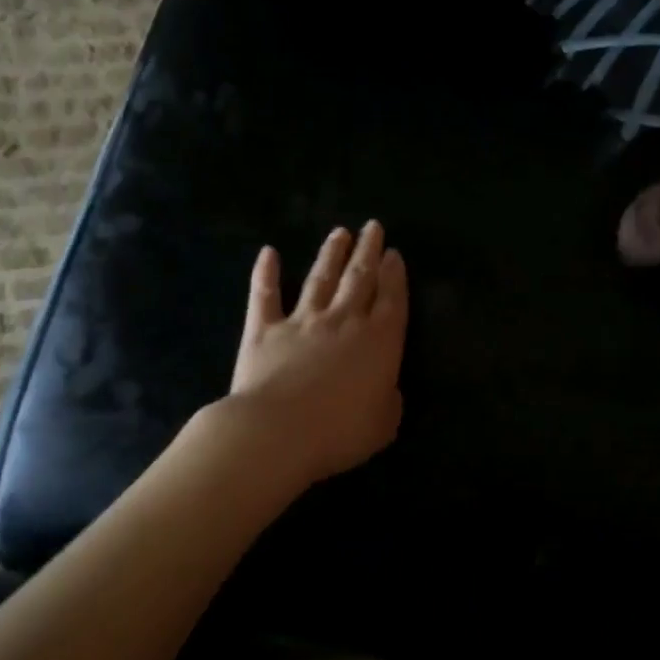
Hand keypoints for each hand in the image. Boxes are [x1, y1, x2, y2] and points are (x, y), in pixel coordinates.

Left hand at [227, 221, 407, 487]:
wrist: (278, 431)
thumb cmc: (340, 432)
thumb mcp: (384, 423)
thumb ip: (389, 400)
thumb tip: (384, 389)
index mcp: (380, 340)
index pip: (392, 298)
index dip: (395, 274)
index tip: (394, 253)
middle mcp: (344, 320)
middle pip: (360, 278)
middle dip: (368, 251)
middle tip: (373, 227)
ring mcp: (303, 321)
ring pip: (320, 278)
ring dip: (331, 254)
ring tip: (339, 233)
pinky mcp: (264, 330)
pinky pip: (265, 295)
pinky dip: (266, 273)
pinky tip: (268, 253)